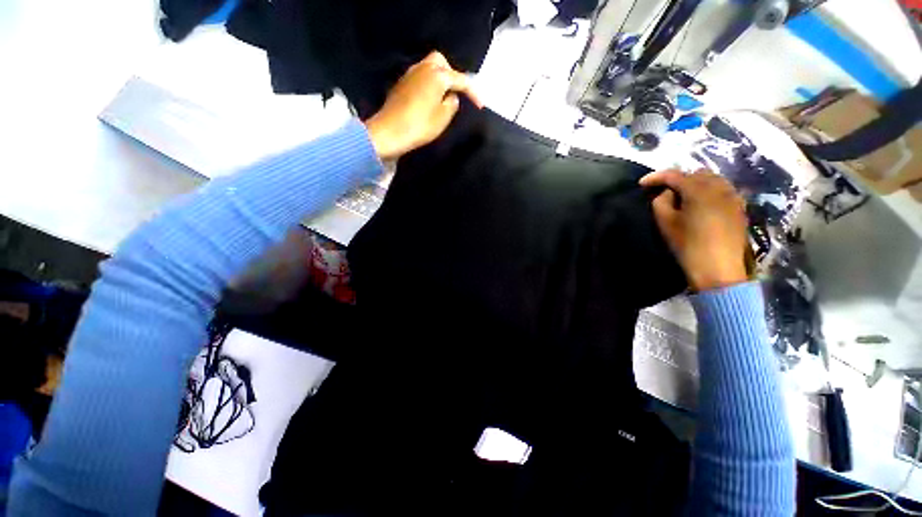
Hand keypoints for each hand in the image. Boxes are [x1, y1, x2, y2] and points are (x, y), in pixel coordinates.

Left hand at [365, 51, 483, 160]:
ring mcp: (410, 74)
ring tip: (444, 97)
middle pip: (441, 62)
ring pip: (429, 67)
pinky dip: (429, 83)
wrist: (388, 132)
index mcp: (437, 75)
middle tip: (457, 93)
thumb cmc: (419, 126)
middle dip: (452, 75)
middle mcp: (423, 68)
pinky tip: (430, 98)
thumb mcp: (442, 118)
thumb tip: (451, 96)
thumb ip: (452, 104)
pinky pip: (420, 76)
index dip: (473, 92)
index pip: (461, 80)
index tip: (480, 105)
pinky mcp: (401, 84)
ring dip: (440, 78)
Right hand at [640, 169, 748, 291]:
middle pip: (695, 173)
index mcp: (699, 190)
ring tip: (683, 197)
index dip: (655, 177)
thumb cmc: (687, 244)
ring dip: (695, 184)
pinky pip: (723, 190)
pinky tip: (701, 204)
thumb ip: (661, 202)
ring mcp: (733, 196)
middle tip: (664, 192)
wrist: (717, 268)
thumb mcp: (665, 223)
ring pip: (712, 179)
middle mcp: (719, 187)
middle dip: (678, 179)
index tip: (641, 183)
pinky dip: (709, 192)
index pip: (674, 175)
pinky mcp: (739, 207)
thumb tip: (667, 193)